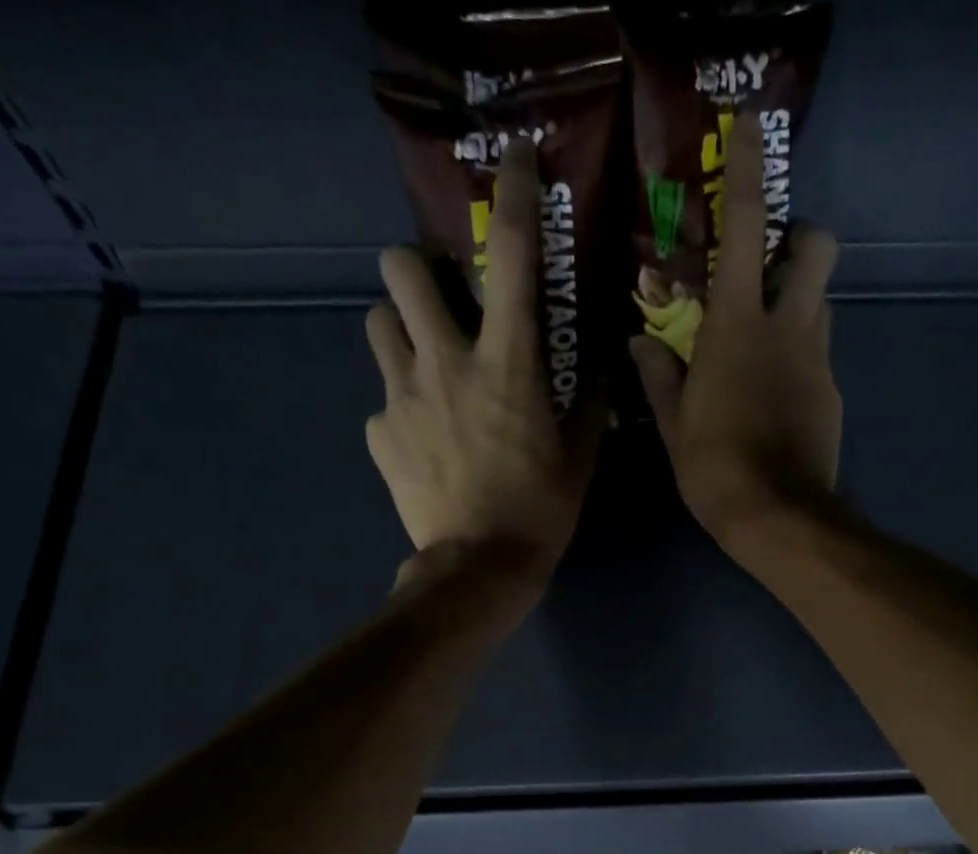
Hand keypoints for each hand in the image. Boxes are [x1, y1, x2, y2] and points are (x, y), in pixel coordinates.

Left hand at [365, 139, 599, 587]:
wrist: (479, 569)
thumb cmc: (540, 512)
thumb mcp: (579, 459)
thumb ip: (588, 404)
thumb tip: (600, 367)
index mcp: (507, 363)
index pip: (511, 257)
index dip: (513, 196)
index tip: (513, 161)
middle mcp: (446, 362)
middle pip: (401, 268)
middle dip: (416, 268)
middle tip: (440, 302)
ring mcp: (402, 396)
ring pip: (377, 324)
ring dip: (400, 332)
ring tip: (424, 367)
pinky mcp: (379, 434)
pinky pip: (382, 402)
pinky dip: (401, 412)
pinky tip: (423, 445)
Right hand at [630, 112, 842, 546]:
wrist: (779, 517)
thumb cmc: (716, 469)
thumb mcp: (674, 425)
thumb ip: (659, 375)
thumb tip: (640, 340)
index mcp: (737, 325)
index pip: (747, 227)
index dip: (748, 171)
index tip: (752, 128)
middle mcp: (787, 326)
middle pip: (817, 246)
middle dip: (800, 237)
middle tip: (771, 265)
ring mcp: (818, 359)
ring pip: (822, 300)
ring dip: (800, 299)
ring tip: (767, 337)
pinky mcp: (832, 392)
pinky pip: (820, 354)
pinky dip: (800, 357)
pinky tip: (778, 395)